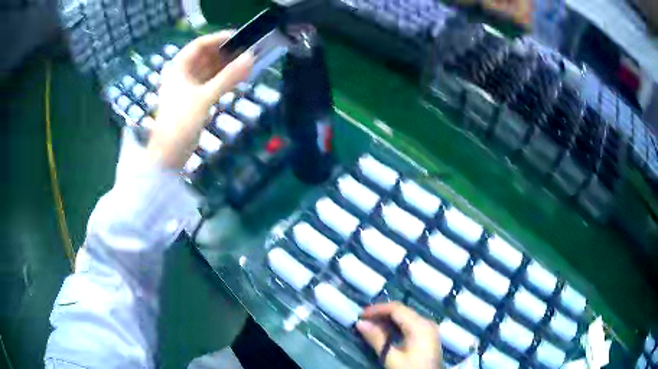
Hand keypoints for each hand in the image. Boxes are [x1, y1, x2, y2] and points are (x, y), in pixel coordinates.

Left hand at [147, 31, 253, 168]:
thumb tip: (251, 58)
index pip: (199, 44)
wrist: (168, 155)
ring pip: (210, 70)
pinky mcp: (194, 100)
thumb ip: (228, 78)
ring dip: (227, 67)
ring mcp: (188, 87)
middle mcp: (182, 74)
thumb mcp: (205, 98)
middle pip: (206, 56)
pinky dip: (223, 80)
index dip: (219, 39)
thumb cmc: (180, 123)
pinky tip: (238, 79)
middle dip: (226, 54)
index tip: (240, 38)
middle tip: (248, 52)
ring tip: (247, 64)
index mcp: (178, 68)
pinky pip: (211, 83)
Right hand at [357, 302, 441, 368]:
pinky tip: (384, 333)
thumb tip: (360, 323)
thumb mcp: (391, 357)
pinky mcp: (427, 337)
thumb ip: (377, 338)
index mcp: (420, 325)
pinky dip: (395, 326)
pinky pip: (410, 324)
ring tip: (370, 326)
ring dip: (387, 320)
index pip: (396, 308)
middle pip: (402, 311)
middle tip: (363, 320)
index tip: (359, 315)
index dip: (377, 309)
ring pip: (405, 317)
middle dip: (381, 314)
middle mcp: (427, 322)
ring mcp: (429, 329)